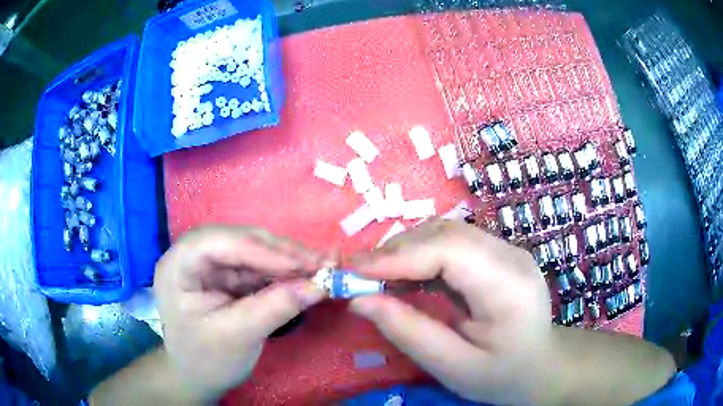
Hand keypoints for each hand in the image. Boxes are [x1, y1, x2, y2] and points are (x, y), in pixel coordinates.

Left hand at [154, 225, 326, 400]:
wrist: (197, 377)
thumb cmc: (206, 360)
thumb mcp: (238, 336)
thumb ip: (275, 308)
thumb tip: (320, 286)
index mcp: (179, 265)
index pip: (220, 243)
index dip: (264, 250)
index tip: (306, 264)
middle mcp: (193, 255)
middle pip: (239, 240)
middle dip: (281, 252)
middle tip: (322, 262)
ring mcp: (211, 265)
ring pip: (253, 250)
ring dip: (287, 259)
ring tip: (321, 267)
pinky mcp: (226, 277)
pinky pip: (258, 267)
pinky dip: (283, 272)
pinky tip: (304, 276)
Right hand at [349, 220, 558, 404]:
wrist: (542, 367)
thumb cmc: (502, 375)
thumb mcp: (453, 367)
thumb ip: (408, 332)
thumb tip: (359, 300)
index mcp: (509, 286)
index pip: (450, 250)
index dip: (398, 256)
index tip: (354, 272)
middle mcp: (511, 256)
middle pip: (446, 233)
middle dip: (396, 250)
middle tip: (358, 275)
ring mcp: (507, 250)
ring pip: (446, 232)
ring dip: (406, 249)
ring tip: (376, 276)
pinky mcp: (497, 254)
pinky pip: (452, 242)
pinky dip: (421, 254)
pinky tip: (405, 276)